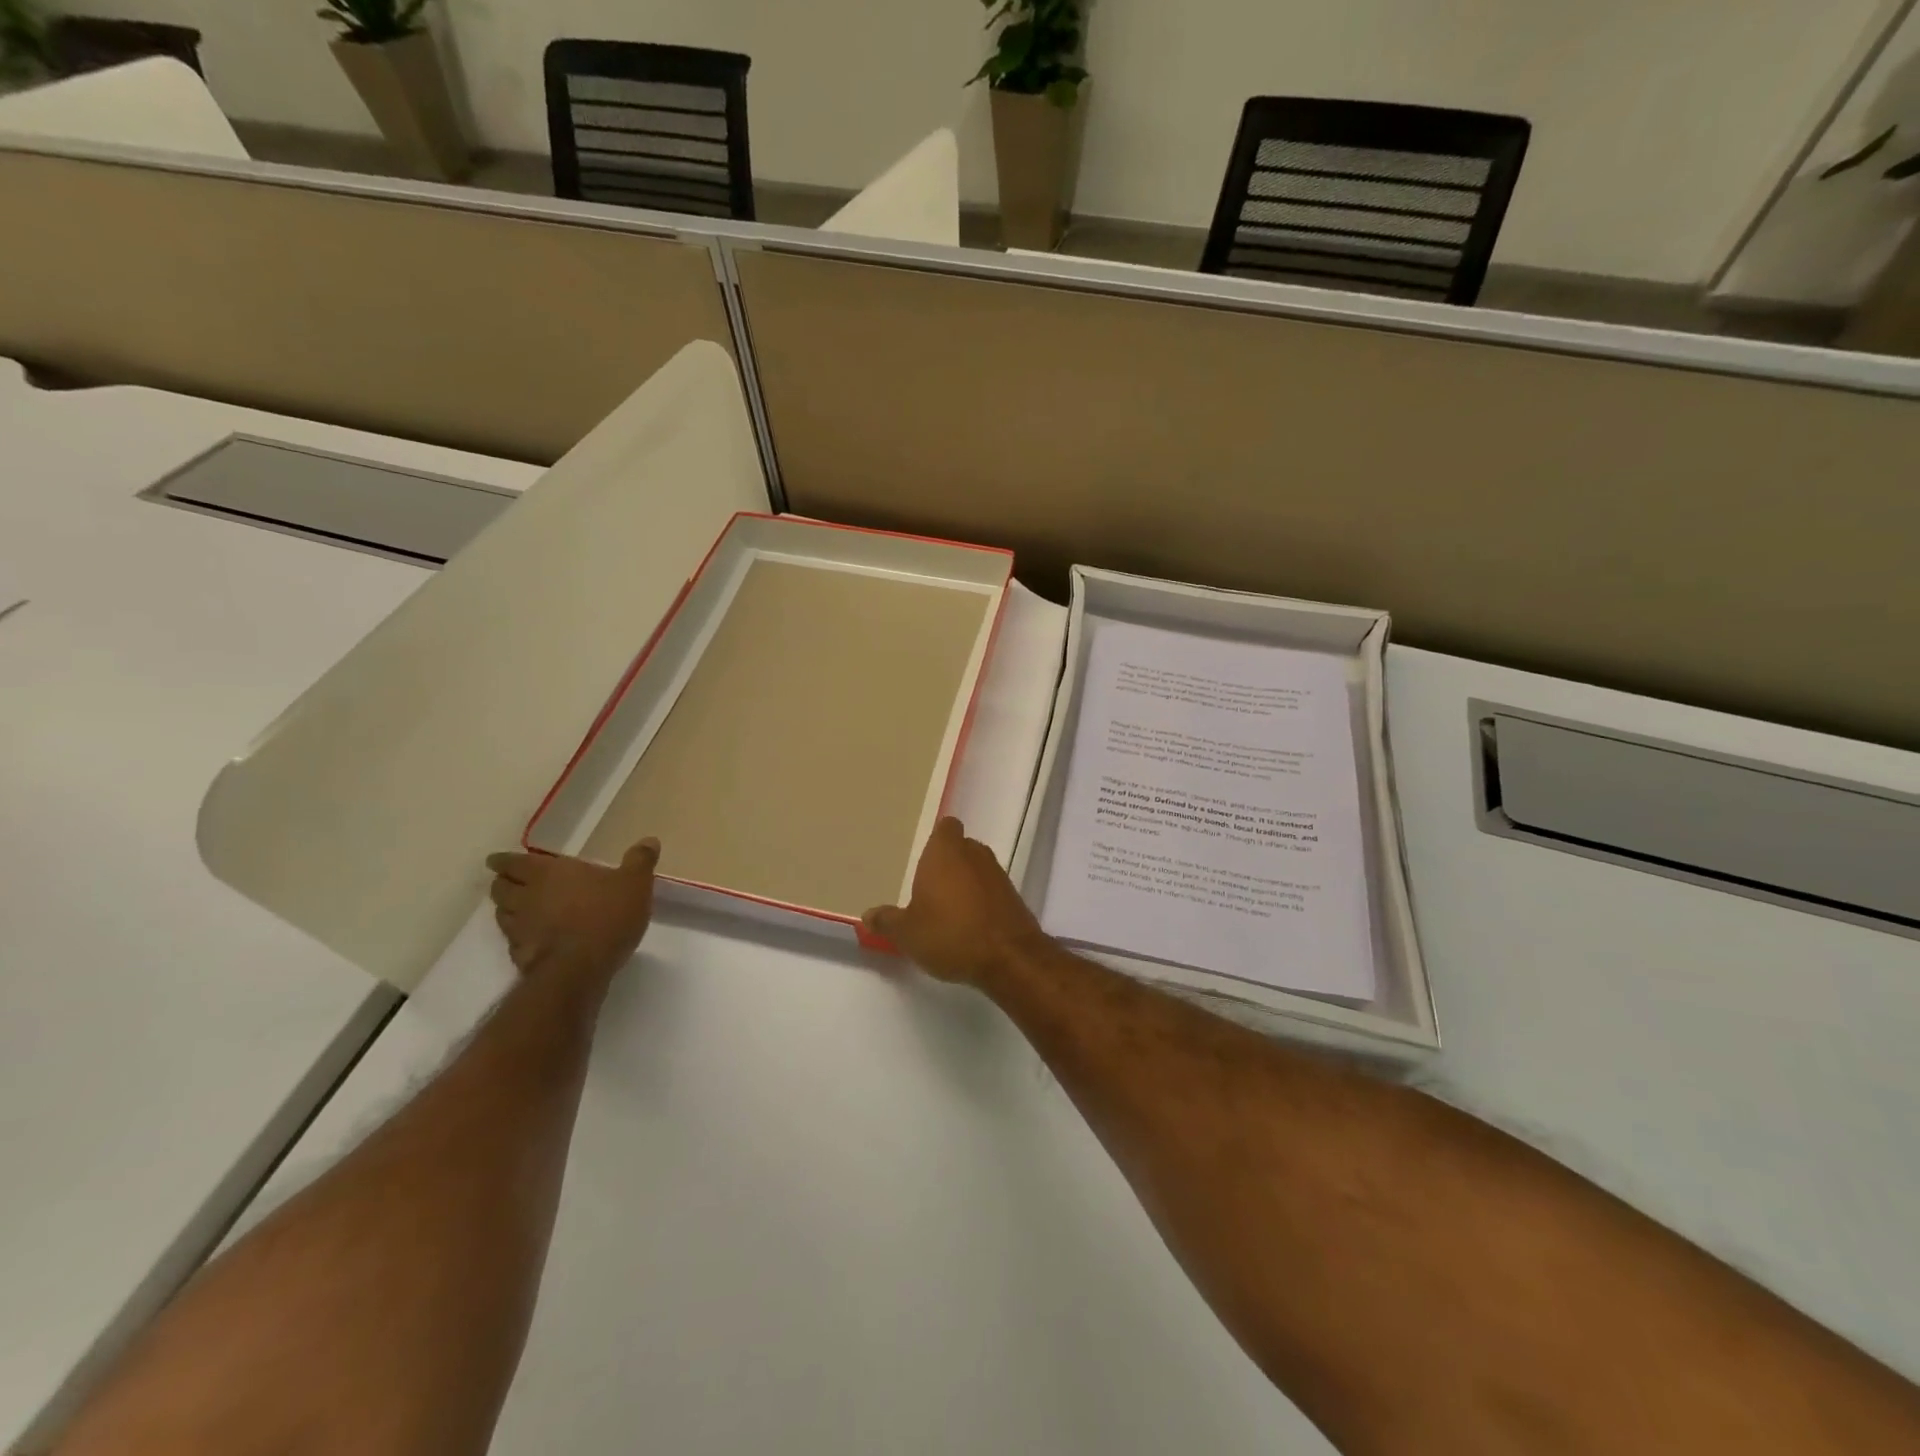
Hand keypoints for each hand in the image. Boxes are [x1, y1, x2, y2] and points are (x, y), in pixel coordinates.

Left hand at [485, 839, 659, 995]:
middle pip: (500, 887)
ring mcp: (519, 928)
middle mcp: (526, 897)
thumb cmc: (607, 915)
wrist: (580, 969)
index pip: (514, 862)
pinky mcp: (520, 956)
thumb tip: (649, 840)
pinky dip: (518, 937)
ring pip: (501, 914)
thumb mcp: (635, 883)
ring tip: (519, 909)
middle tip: (511, 882)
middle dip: (503, 883)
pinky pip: (513, 941)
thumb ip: (639, 861)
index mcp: (548, 873)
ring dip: (507, 910)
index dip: (504, 861)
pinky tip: (532, 940)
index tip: (497, 861)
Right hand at [863, 817, 1048, 986]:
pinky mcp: (1014, 897)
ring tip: (947, 912)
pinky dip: (981, 902)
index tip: (923, 860)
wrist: (1009, 958)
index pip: (945, 827)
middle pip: (961, 848)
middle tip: (928, 889)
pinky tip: (969, 927)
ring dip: (965, 884)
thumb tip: (868, 915)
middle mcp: (974, 854)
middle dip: (947, 865)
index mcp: (945, 851)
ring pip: (977, 869)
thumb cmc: (950, 934)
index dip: (937, 839)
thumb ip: (887, 921)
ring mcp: (998, 875)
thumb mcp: (907, 933)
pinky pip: (991, 891)